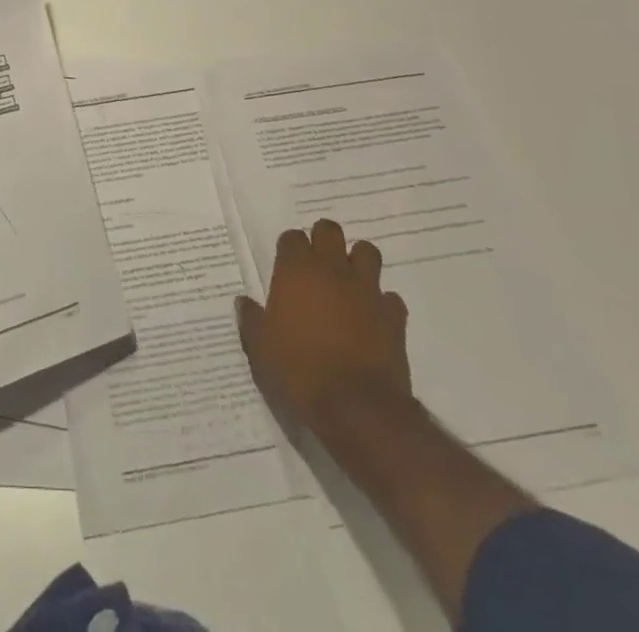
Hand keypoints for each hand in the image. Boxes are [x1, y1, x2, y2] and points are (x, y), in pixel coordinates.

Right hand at [237, 218, 412, 432]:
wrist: (357, 408)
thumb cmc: (299, 372)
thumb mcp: (260, 349)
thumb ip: (251, 320)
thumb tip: (244, 302)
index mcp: (297, 271)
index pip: (292, 237)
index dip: (289, 248)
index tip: (285, 266)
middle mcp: (332, 270)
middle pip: (330, 230)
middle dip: (323, 240)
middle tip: (316, 264)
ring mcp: (367, 290)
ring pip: (367, 252)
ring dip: (358, 261)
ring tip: (348, 282)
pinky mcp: (394, 317)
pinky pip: (390, 298)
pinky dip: (381, 303)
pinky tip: (372, 318)